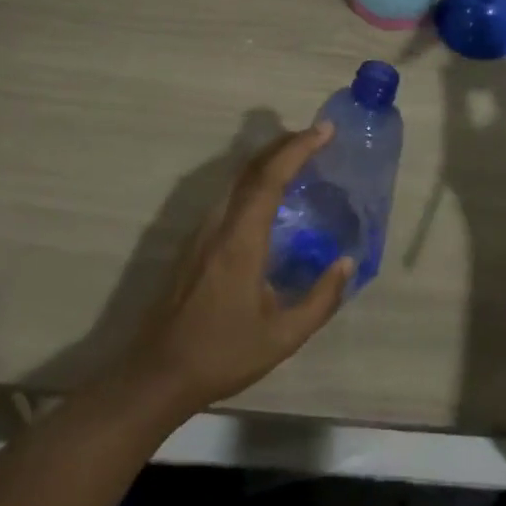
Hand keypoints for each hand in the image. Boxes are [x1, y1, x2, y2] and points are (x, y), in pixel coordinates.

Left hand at [121, 124, 353, 413]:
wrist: (158, 375)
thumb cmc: (223, 354)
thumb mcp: (283, 337)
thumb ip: (320, 299)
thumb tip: (347, 262)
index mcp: (242, 239)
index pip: (271, 177)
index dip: (298, 148)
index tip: (325, 130)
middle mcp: (219, 223)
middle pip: (252, 167)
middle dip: (286, 144)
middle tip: (318, 137)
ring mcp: (203, 230)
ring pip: (238, 177)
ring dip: (270, 160)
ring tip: (301, 158)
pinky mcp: (195, 241)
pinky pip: (230, 194)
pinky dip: (255, 179)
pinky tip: (271, 195)